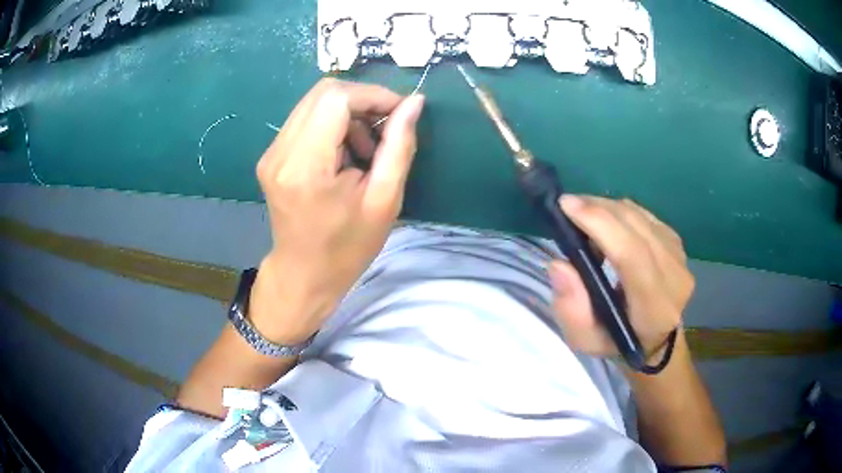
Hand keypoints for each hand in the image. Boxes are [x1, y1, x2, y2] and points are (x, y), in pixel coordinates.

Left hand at [250, 78, 424, 342]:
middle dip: (363, 101)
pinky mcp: (272, 156)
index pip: (336, 98)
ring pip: (315, 103)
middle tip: (386, 128)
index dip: (373, 95)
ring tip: (367, 149)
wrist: (304, 275)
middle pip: (323, 92)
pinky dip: (333, 125)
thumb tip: (414, 102)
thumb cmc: (347, 247)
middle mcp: (280, 152)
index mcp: (306, 166)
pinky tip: (346, 154)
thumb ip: (399, 145)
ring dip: (349, 114)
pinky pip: (306, 120)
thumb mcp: (384, 201)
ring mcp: (271, 153)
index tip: (400, 113)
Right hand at [549, 195, 692, 359]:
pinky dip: (622, 214)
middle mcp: (674, 277)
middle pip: (636, 227)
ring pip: (640, 216)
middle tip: (568, 205)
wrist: (655, 339)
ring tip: (586, 217)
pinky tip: (608, 224)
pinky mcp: (678, 244)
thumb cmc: (615, 342)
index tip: (567, 206)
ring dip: (608, 209)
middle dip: (598, 208)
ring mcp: (680, 257)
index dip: (600, 224)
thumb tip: (560, 264)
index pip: (632, 254)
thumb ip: (571, 308)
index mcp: (654, 307)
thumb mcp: (584, 340)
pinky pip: (646, 216)